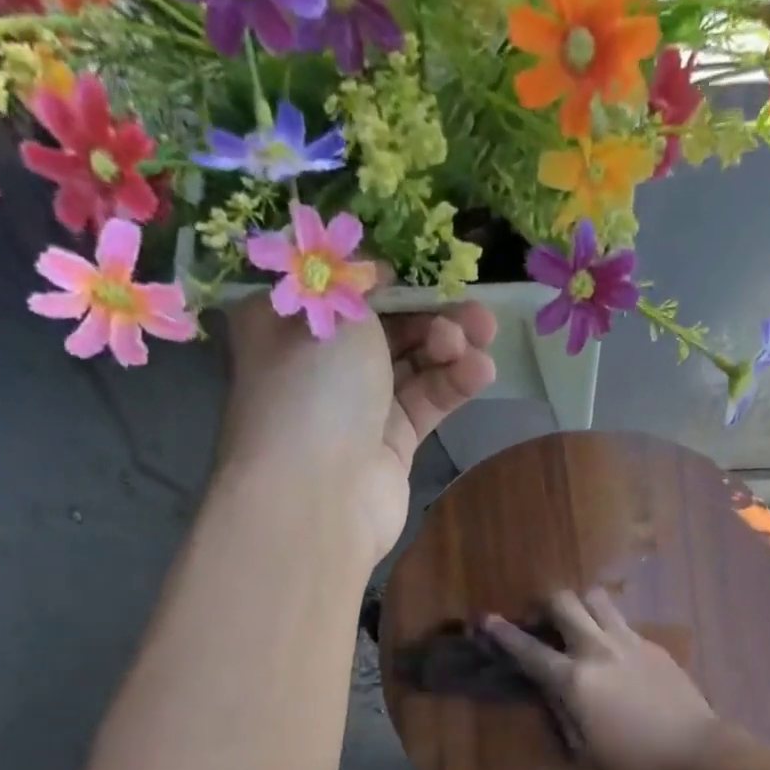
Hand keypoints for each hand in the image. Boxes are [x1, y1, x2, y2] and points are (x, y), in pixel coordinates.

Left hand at [219, 295, 497, 566]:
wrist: (317, 494)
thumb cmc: (314, 387)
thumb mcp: (337, 311)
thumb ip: (364, 286)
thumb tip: (378, 275)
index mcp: (286, 325)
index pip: (342, 292)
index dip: (385, 280)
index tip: (419, 276)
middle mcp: (319, 366)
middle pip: (384, 329)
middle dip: (431, 315)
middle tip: (475, 312)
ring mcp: (355, 408)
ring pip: (411, 366)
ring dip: (449, 348)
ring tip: (483, 338)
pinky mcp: (389, 445)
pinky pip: (424, 404)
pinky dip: (452, 385)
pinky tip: (481, 372)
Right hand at [484, 589, 719, 769]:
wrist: (694, 751)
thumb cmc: (633, 761)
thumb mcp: (584, 747)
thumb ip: (561, 711)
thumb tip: (551, 688)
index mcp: (574, 680)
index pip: (529, 649)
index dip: (503, 633)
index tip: (486, 618)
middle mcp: (597, 649)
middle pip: (563, 601)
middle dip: (544, 605)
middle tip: (541, 622)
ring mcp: (628, 641)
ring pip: (596, 598)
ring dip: (580, 605)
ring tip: (577, 624)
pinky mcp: (652, 644)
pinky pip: (622, 621)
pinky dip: (607, 626)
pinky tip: (613, 651)